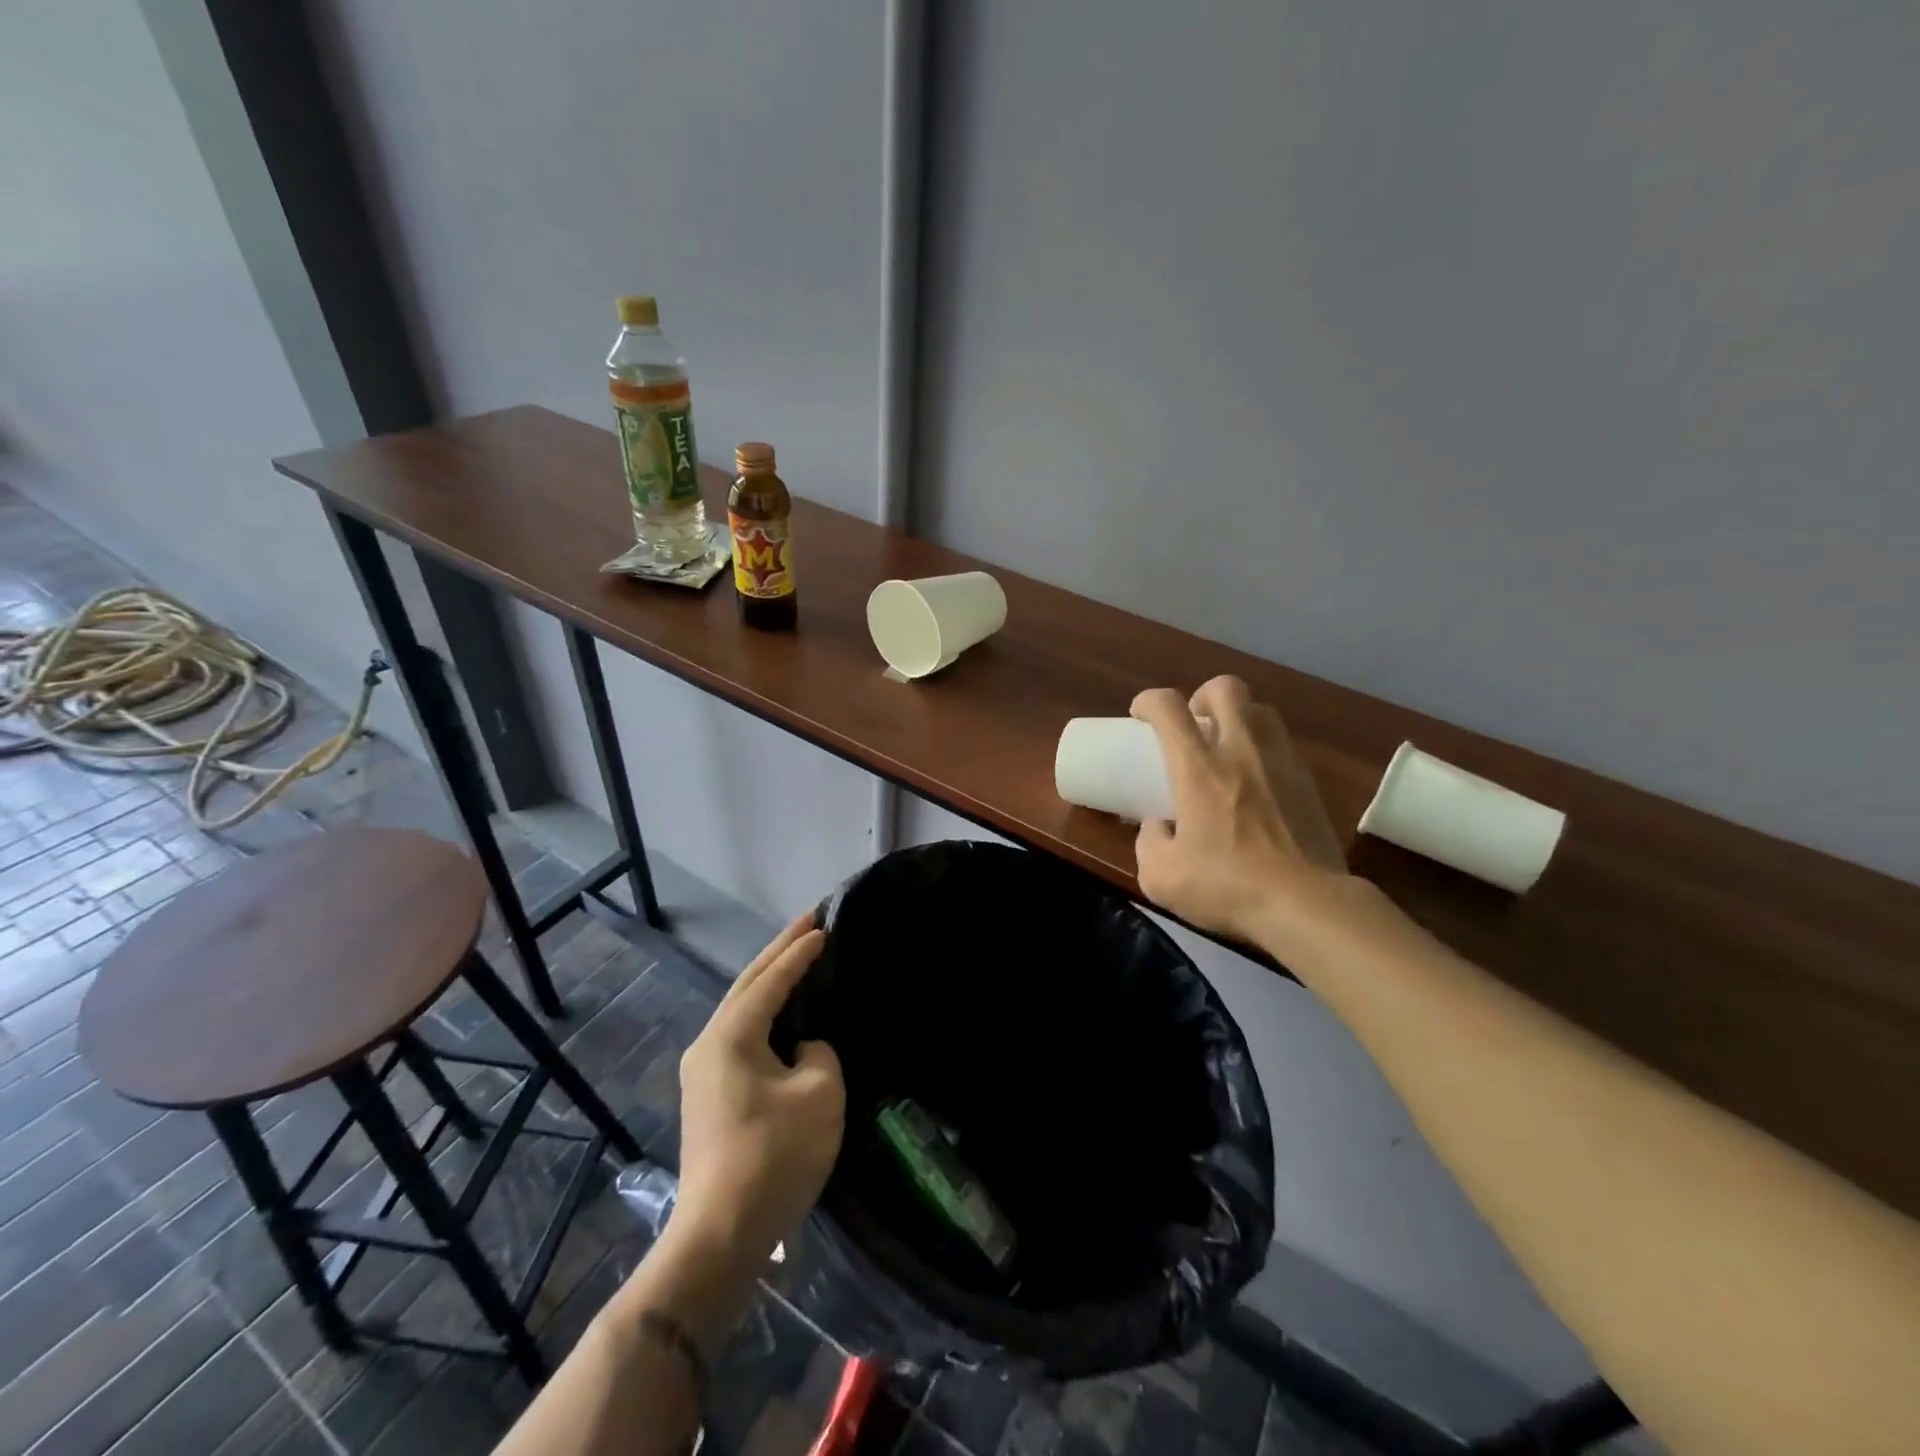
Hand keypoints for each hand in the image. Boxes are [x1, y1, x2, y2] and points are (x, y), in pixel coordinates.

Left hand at [672, 914, 844, 1267]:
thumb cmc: (774, 1156)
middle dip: (778, 951)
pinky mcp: (709, 1094)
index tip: (825, 926)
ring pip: (741, 1008)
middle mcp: (708, 1043)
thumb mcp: (819, 1092)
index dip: (799, 952)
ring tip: (797, 955)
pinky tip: (782, 1011)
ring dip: (769, 980)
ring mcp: (702, 1070)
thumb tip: (803, 1049)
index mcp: (731, 1035)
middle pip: (747, 984)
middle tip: (809, 922)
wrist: (720, 1235)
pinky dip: (764, 1011)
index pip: (771, 980)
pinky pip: (740, 1034)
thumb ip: (819, 1052)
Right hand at [1131, 675, 1348, 940]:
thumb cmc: (1227, 886)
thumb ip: (1149, 843)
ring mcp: (1281, 762)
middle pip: (1225, 688)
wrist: (1306, 904)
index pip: (1168, 707)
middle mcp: (1241, 751)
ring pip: (1262, 710)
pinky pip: (1284, 745)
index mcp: (1198, 768)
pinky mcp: (1309, 783)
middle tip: (1193, 725)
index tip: (1140, 717)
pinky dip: (1265, 750)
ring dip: (1239, 718)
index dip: (1148, 701)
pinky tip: (1258, 782)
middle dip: (1202, 696)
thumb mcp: (1161, 877)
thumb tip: (1157, 827)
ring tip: (1229, 748)